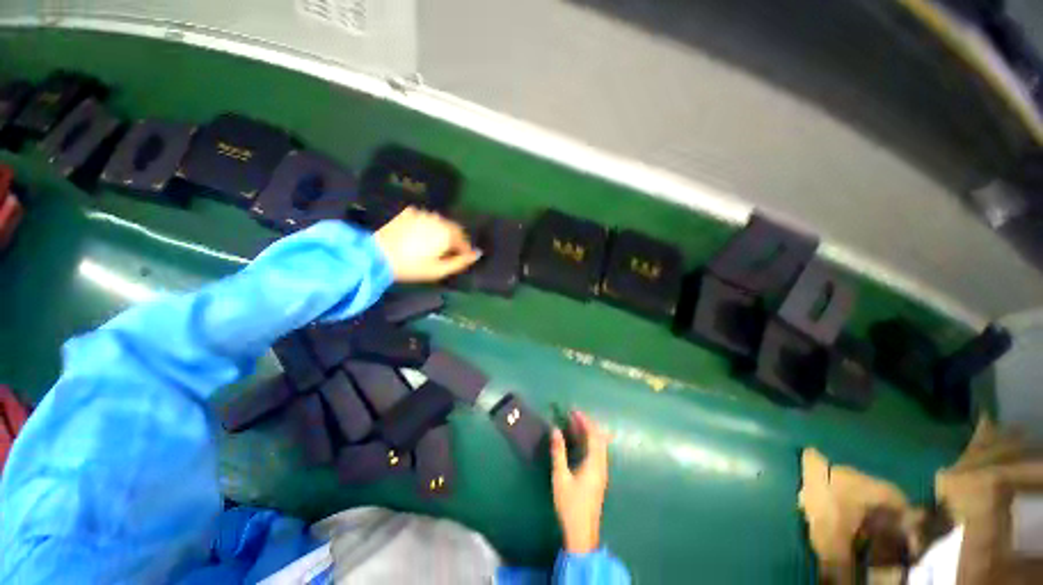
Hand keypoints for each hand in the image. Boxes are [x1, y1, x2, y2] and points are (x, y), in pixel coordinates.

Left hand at [374, 207, 480, 281]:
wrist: (377, 255)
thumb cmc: (412, 267)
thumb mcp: (439, 270)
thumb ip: (461, 262)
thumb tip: (478, 254)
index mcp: (447, 234)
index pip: (464, 241)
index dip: (465, 251)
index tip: (461, 259)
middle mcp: (438, 220)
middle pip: (453, 229)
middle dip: (454, 240)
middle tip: (448, 253)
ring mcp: (422, 214)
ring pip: (440, 222)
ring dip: (441, 232)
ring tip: (434, 245)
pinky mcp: (408, 213)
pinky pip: (425, 218)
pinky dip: (428, 226)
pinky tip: (420, 236)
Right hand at [551, 411, 610, 554]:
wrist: (582, 533)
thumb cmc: (570, 504)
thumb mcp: (560, 477)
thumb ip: (558, 452)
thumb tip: (555, 430)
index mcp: (594, 463)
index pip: (593, 435)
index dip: (585, 421)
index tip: (573, 411)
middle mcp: (601, 465)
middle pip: (599, 438)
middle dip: (587, 424)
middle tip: (573, 415)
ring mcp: (601, 472)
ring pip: (599, 445)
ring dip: (588, 433)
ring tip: (574, 424)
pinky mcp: (598, 477)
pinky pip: (596, 452)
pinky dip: (588, 442)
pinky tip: (578, 442)